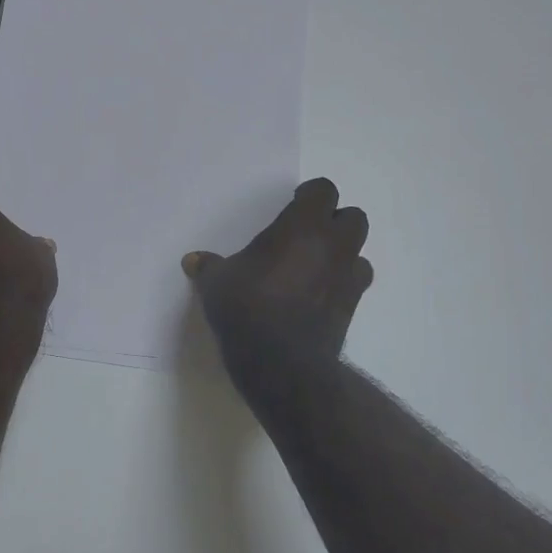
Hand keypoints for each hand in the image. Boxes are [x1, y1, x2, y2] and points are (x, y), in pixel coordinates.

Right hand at [182, 178, 372, 374]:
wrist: (281, 361)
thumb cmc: (247, 307)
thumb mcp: (217, 282)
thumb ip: (210, 266)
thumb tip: (192, 260)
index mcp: (302, 226)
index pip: (323, 191)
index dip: (310, 194)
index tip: (293, 203)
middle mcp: (332, 245)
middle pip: (353, 217)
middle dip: (333, 221)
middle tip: (306, 233)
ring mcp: (346, 277)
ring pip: (359, 250)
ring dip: (342, 252)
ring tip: (314, 264)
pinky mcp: (352, 307)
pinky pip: (354, 282)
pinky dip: (341, 281)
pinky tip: (318, 293)